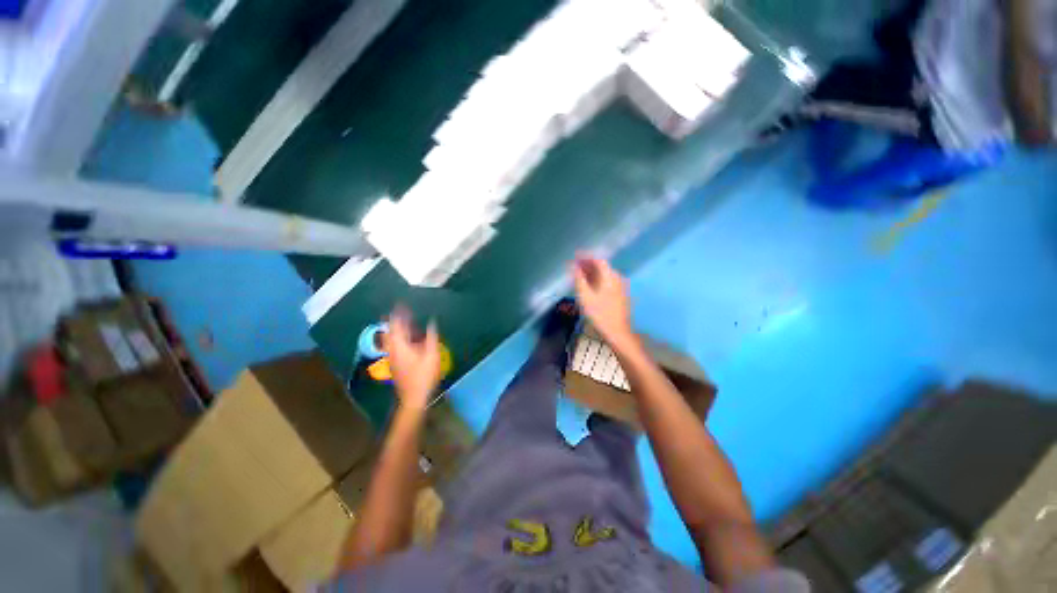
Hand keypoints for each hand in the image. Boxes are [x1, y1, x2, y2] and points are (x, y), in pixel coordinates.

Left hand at [382, 306, 440, 410]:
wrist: (413, 397)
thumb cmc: (423, 376)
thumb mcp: (432, 355)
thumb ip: (431, 336)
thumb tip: (432, 322)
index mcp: (400, 346)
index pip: (397, 325)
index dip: (398, 314)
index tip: (401, 304)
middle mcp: (393, 350)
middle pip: (389, 331)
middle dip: (394, 320)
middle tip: (400, 311)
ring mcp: (392, 358)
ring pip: (390, 339)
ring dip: (396, 329)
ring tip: (404, 322)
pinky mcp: (395, 363)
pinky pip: (394, 345)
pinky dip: (398, 338)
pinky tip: (408, 339)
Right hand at [572, 255, 632, 345]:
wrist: (618, 331)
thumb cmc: (599, 313)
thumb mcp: (585, 296)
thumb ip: (579, 279)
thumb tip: (573, 265)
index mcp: (610, 276)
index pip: (598, 260)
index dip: (586, 256)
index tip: (574, 256)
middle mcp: (617, 278)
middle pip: (601, 266)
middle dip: (587, 265)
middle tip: (574, 267)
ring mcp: (620, 286)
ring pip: (604, 274)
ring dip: (591, 273)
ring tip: (579, 276)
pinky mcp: (620, 294)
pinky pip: (607, 281)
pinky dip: (597, 280)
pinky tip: (589, 286)